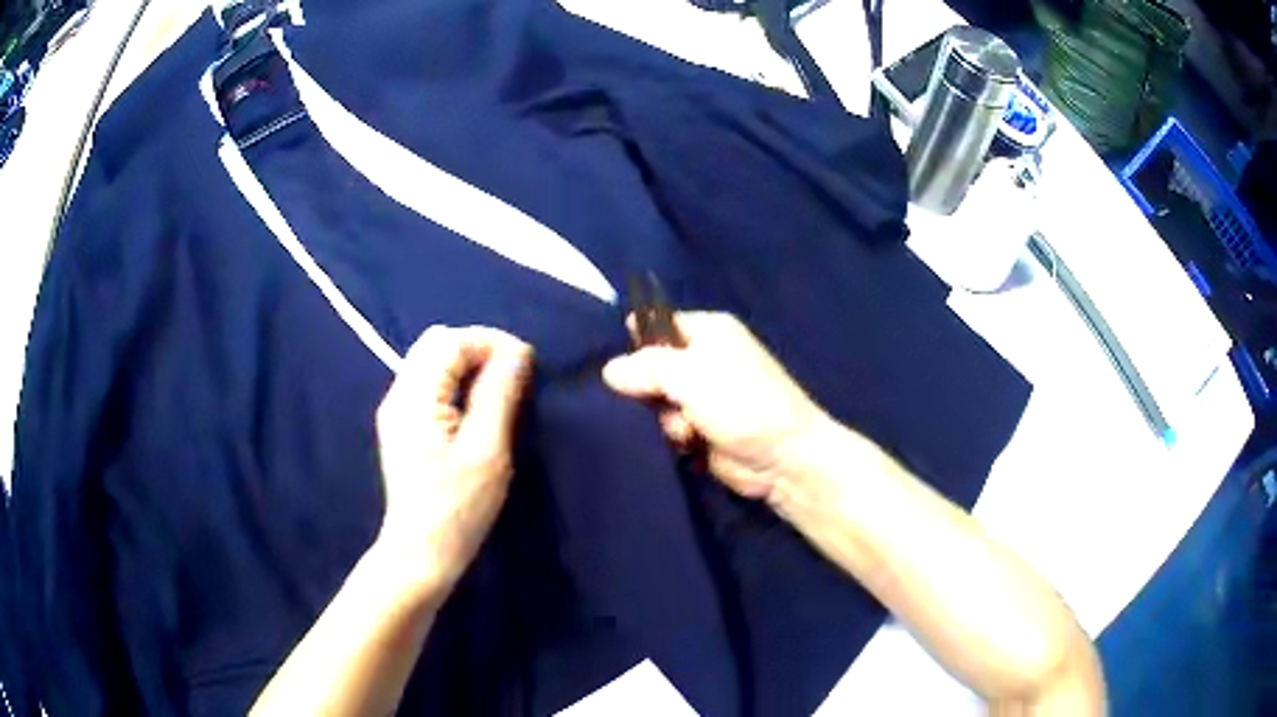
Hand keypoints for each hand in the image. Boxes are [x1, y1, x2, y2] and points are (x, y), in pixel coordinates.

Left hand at [374, 325, 533, 600]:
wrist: (421, 553)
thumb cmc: (458, 508)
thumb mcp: (488, 450)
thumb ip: (499, 394)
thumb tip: (518, 351)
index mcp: (414, 397)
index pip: (450, 341)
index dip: (491, 342)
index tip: (527, 363)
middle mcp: (398, 394)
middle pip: (436, 344)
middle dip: (478, 349)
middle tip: (514, 375)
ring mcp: (397, 411)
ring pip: (431, 362)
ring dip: (468, 365)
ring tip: (500, 390)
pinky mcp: (402, 426)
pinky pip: (429, 384)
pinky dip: (456, 382)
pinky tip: (476, 407)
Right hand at [602, 312, 830, 502]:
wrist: (783, 458)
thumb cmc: (741, 403)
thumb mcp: (690, 375)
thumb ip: (646, 367)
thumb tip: (610, 370)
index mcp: (709, 332)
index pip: (660, 324)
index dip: (638, 341)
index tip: (620, 365)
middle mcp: (704, 359)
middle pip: (653, 366)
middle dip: (647, 387)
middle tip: (652, 401)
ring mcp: (703, 396)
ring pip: (657, 400)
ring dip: (664, 418)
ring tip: (685, 430)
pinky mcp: (701, 428)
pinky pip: (669, 425)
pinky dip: (674, 435)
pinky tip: (687, 444)